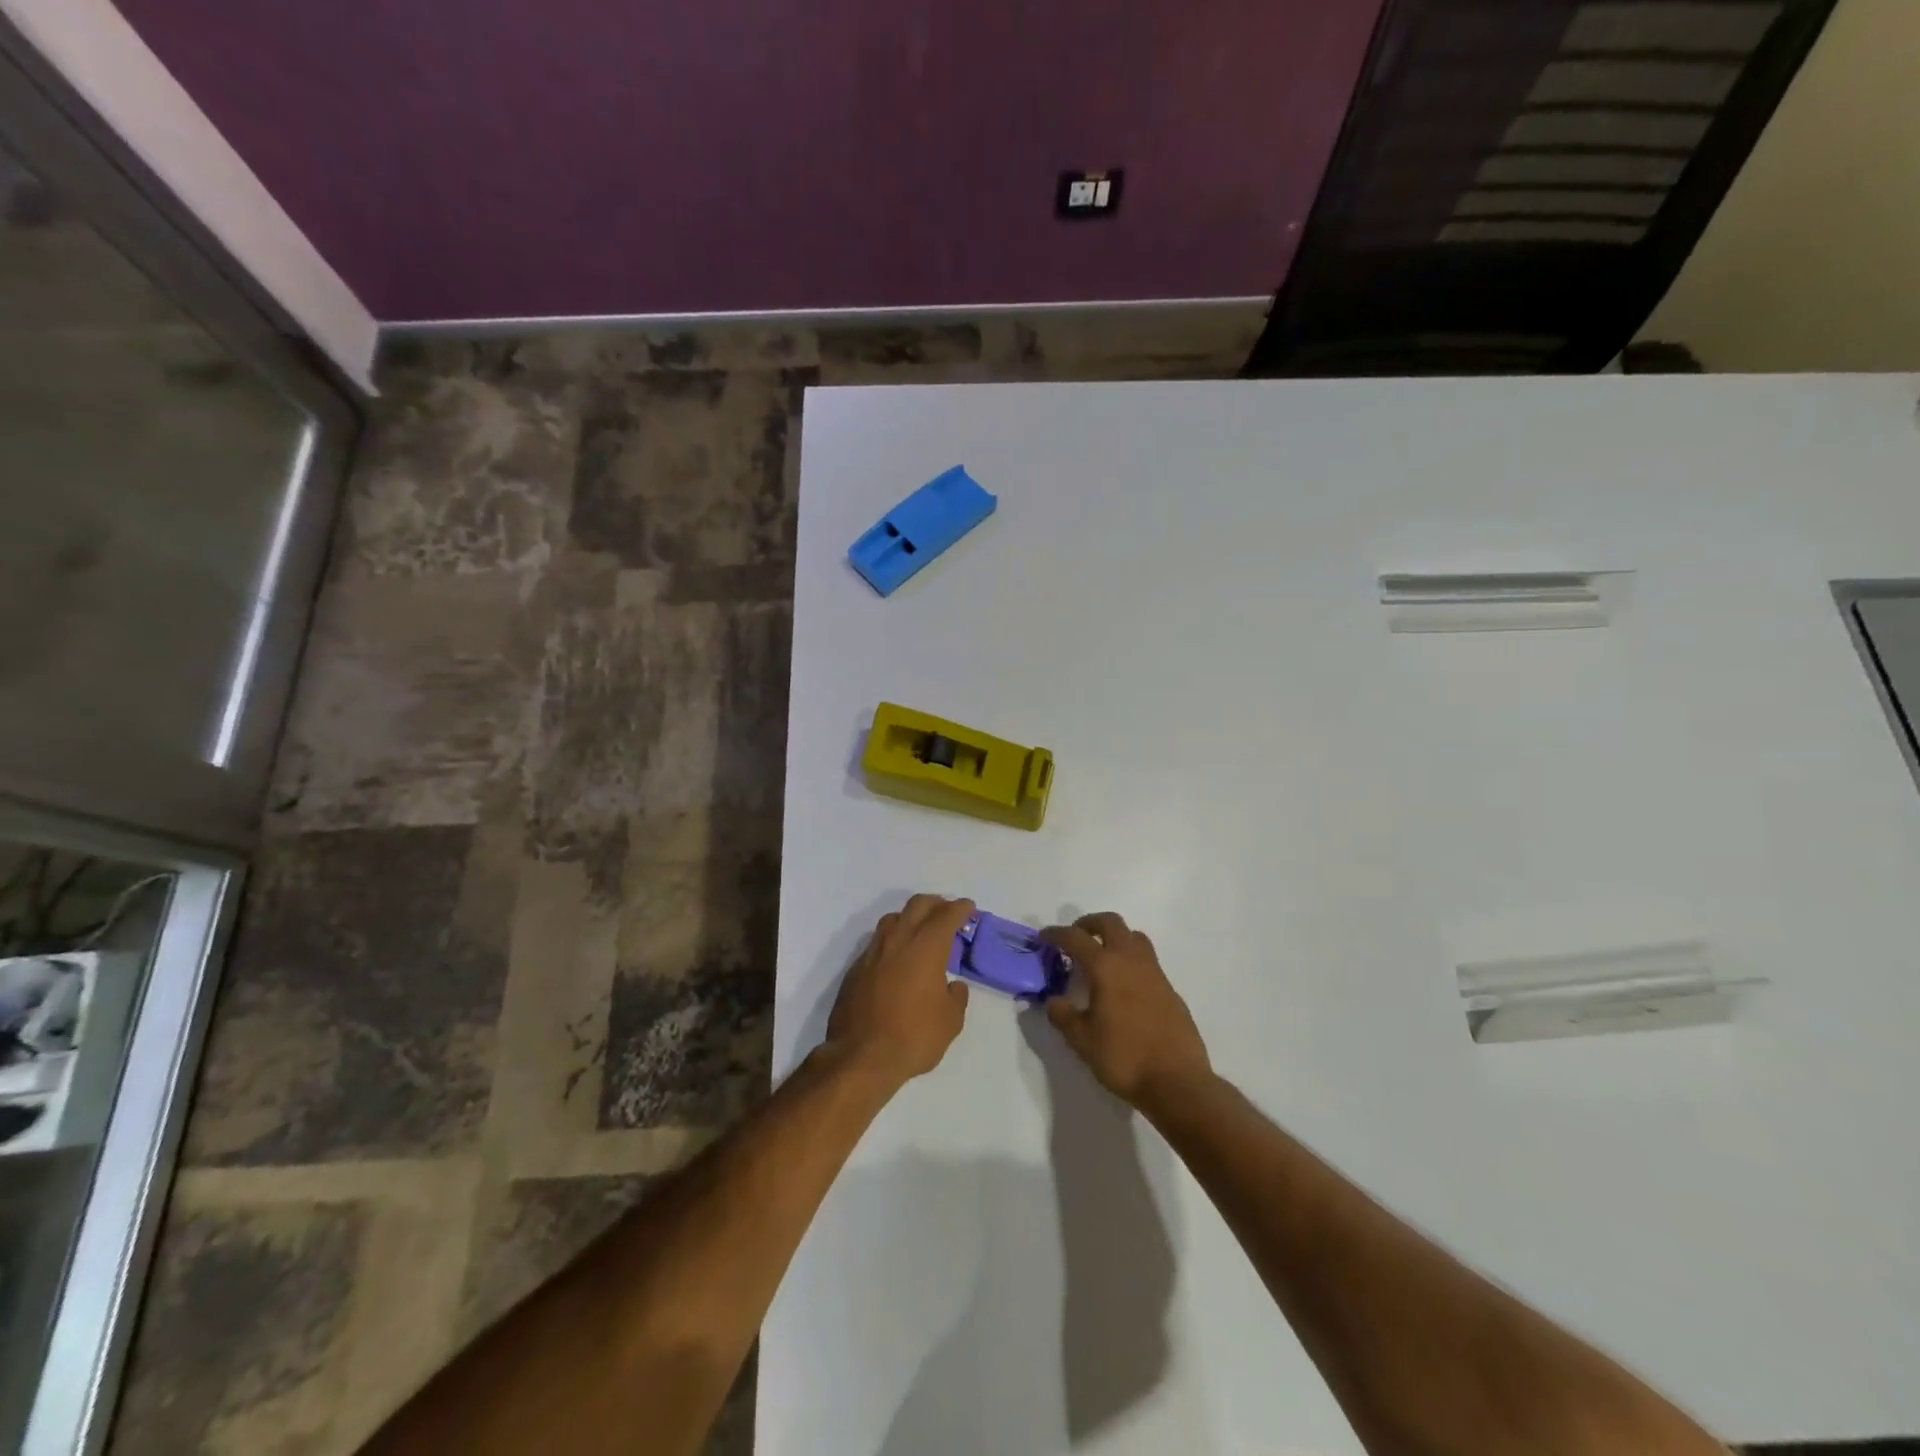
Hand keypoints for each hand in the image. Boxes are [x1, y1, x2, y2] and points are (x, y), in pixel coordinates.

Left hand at [824, 894, 974, 1090]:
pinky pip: (878, 942)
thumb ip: (956, 997)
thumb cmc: (914, 1037)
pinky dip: (893, 941)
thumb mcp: (951, 1022)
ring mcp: (873, 952)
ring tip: (921, 930)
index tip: (968, 907)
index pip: (946, 915)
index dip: (960, 908)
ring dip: (911, 917)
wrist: (860, 1056)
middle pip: (918, 905)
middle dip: (936, 903)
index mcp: (926, 947)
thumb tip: (952, 986)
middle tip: (947, 911)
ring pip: (893, 919)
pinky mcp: (856, 968)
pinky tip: (897, 958)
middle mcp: (898, 940)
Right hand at [1041, 912, 1211, 1110]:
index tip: (1044, 937)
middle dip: (1089, 924)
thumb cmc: (1125, 1058)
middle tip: (1075, 938)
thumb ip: (1064, 1016)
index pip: (1076, 938)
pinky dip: (1131, 960)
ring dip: (1114, 937)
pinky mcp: (1170, 988)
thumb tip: (1054, 1000)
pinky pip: (1147, 960)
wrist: (1177, 1081)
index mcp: (1106, 967)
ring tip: (1101, 958)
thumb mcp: (1083, 1041)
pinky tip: (1124, 986)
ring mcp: (1155, 972)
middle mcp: (1131, 960)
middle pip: (1110, 923)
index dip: (1056, 934)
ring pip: (1134, 936)